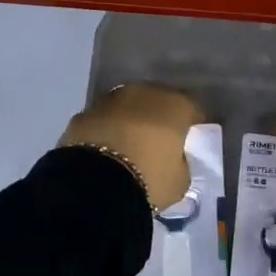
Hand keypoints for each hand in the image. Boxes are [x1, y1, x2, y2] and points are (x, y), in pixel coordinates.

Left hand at [59, 84, 200, 209]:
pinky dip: (106, 130)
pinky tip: (105, 151)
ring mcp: (110, 99)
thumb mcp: (180, 181)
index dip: (192, 127)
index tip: (189, 144)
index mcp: (175, 105)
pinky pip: (103, 120)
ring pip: (127, 108)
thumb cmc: (149, 178)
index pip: (192, 110)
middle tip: (158, 143)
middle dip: (158, 119)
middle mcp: (144, 92)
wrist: (94, 182)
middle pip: (157, 103)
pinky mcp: (83, 113)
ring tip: (129, 147)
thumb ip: (181, 164)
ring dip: (130, 121)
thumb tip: (174, 160)